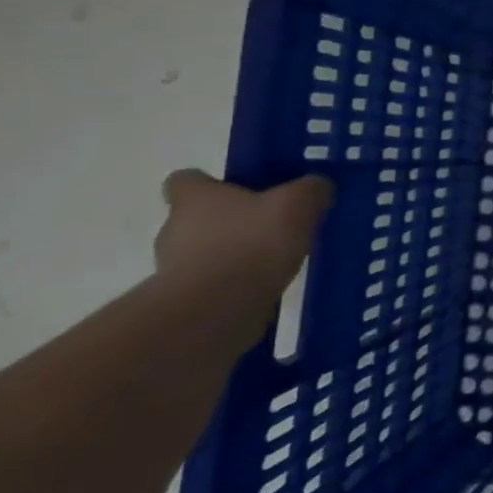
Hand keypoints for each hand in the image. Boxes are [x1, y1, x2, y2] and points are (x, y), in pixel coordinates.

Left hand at [153, 170, 333, 298]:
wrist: (215, 312)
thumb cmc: (251, 244)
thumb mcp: (297, 204)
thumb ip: (311, 189)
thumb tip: (317, 186)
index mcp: (195, 198)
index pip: (185, 179)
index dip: (211, 182)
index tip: (243, 189)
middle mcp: (174, 229)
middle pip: (199, 217)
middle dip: (232, 220)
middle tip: (273, 224)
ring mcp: (174, 269)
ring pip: (207, 251)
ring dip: (235, 253)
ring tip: (276, 259)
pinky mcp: (186, 301)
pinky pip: (214, 283)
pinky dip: (236, 283)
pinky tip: (268, 286)